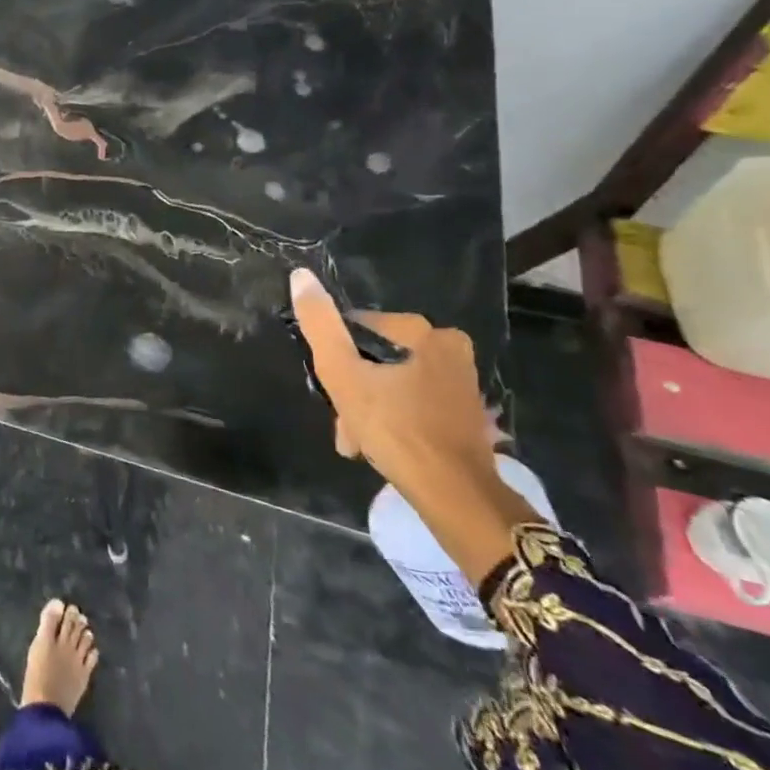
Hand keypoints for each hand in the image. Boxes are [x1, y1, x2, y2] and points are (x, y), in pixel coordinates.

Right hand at [290, 267, 534, 583]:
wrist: (454, 493)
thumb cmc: (395, 428)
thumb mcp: (343, 374)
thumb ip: (320, 325)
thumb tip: (300, 276)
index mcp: (424, 331)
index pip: (359, 328)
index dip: (337, 359)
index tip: (330, 392)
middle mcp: (451, 347)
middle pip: (378, 359)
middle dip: (356, 391)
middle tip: (345, 425)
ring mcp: (463, 382)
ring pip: (396, 383)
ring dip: (371, 408)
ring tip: (359, 442)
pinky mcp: (468, 411)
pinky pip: (417, 403)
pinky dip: (397, 419)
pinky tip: (383, 445)